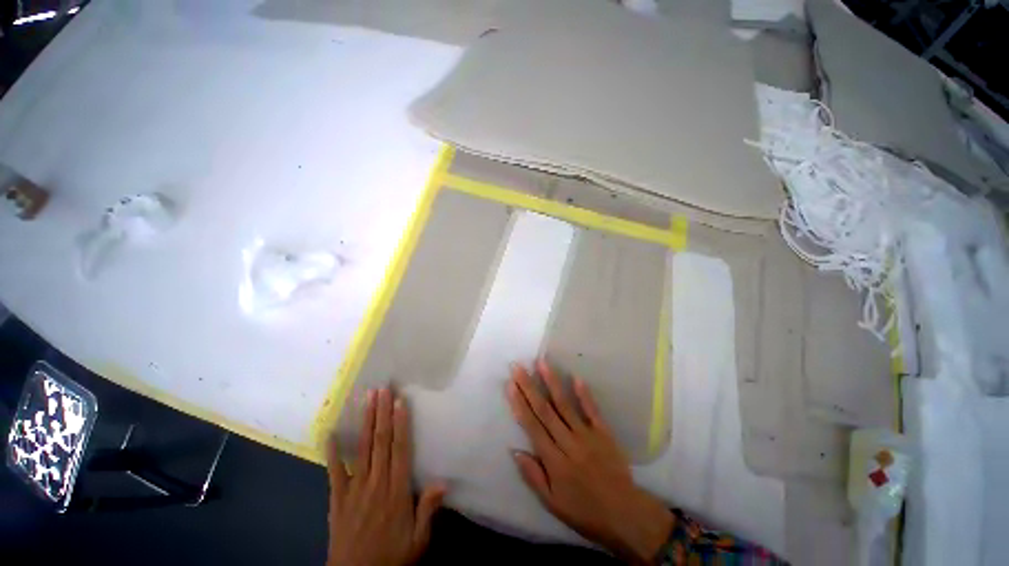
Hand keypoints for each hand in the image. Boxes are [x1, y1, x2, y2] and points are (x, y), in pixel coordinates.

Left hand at [326, 388, 446, 565]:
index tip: (400, 401)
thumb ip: (428, 510)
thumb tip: (443, 481)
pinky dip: (332, 451)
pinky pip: (334, 471)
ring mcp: (355, 488)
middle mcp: (376, 482)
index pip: (400, 448)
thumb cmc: (392, 557)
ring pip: (362, 448)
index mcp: (397, 490)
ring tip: (366, 398)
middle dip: (382, 413)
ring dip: (364, 421)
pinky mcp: (337, 498)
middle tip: (382, 389)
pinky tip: (330, 432)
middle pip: (380, 441)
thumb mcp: (418, 540)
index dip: (400, 423)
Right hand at [506, 360, 674, 564]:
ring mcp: (587, 435)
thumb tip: (515, 450)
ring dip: (552, 382)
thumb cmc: (584, 511)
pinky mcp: (604, 433)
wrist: (625, 515)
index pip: (532, 426)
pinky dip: (584, 394)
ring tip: (541, 363)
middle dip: (529, 387)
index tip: (510, 385)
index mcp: (554, 461)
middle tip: (518, 368)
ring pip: (565, 405)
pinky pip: (592, 410)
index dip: (519, 404)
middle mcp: (568, 443)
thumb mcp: (552, 503)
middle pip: (544, 410)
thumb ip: (533, 476)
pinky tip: (576, 377)